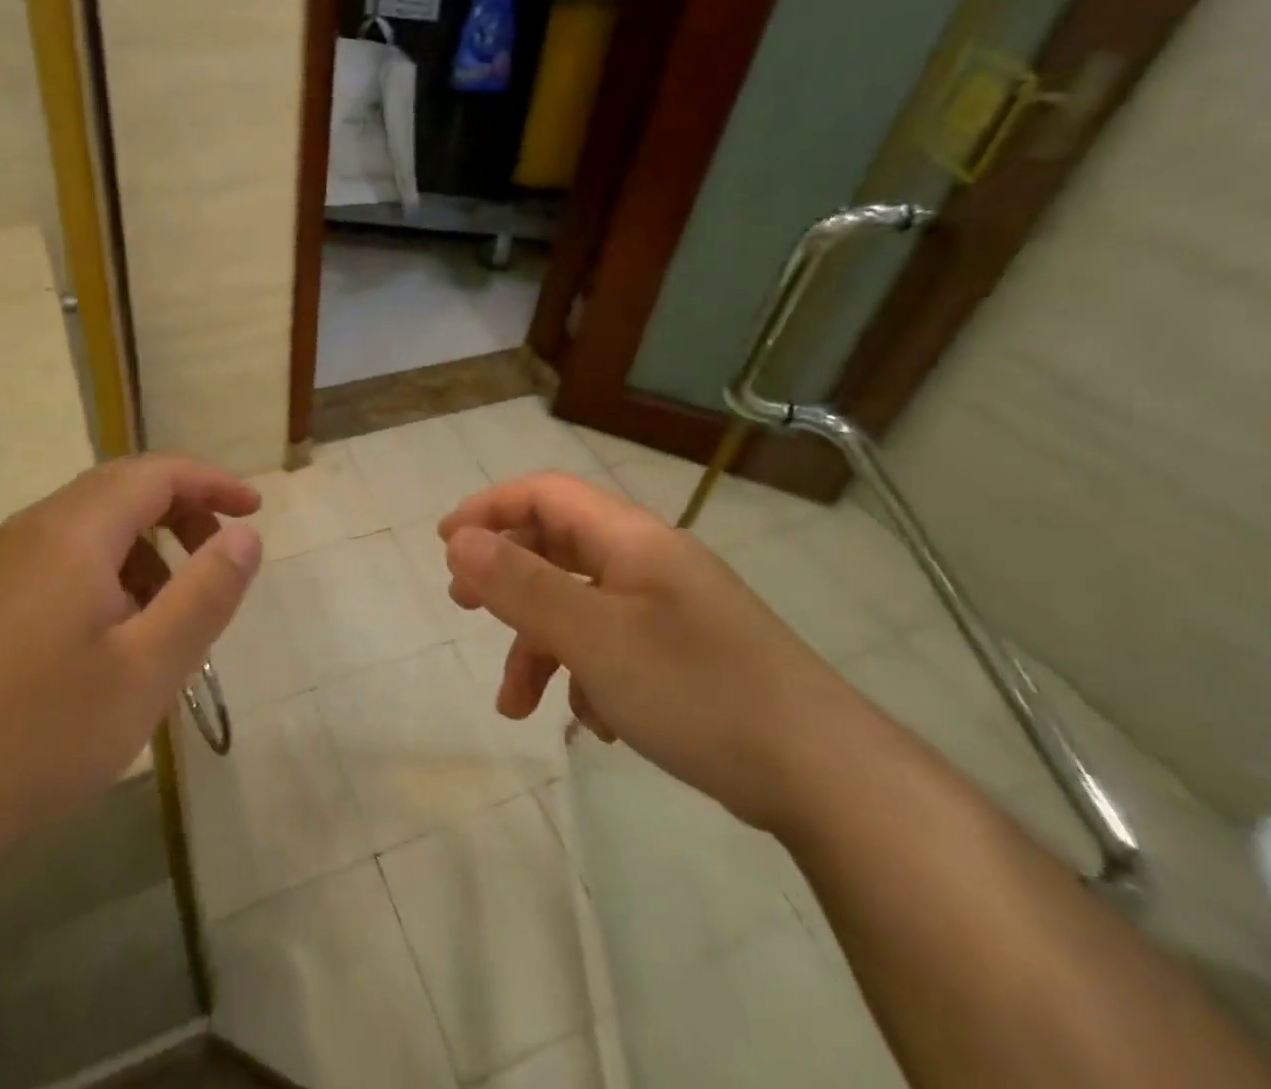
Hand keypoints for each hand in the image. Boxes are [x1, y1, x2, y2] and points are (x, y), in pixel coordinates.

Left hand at [0, 455, 261, 847]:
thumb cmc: (45, 730)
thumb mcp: (149, 667)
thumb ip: (206, 592)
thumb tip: (246, 535)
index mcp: (73, 531)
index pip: (156, 473)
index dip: (212, 483)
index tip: (255, 510)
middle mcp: (35, 529)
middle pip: (123, 488)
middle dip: (183, 510)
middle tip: (222, 556)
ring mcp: (5, 564)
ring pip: (94, 524)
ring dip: (147, 545)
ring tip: (175, 607)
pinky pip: (66, 556)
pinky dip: (112, 570)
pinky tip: (120, 632)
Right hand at [439, 472, 869, 833]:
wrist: (825, 777)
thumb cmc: (697, 689)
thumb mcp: (594, 637)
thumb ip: (521, 585)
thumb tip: (459, 541)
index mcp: (630, 539)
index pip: (545, 493)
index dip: (489, 508)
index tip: (445, 544)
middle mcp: (649, 563)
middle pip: (557, 547)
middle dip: (506, 577)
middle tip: (464, 606)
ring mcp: (669, 610)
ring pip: (581, 607)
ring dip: (540, 646)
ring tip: (516, 704)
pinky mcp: (684, 655)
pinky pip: (613, 646)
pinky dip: (586, 674)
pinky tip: (594, 722)